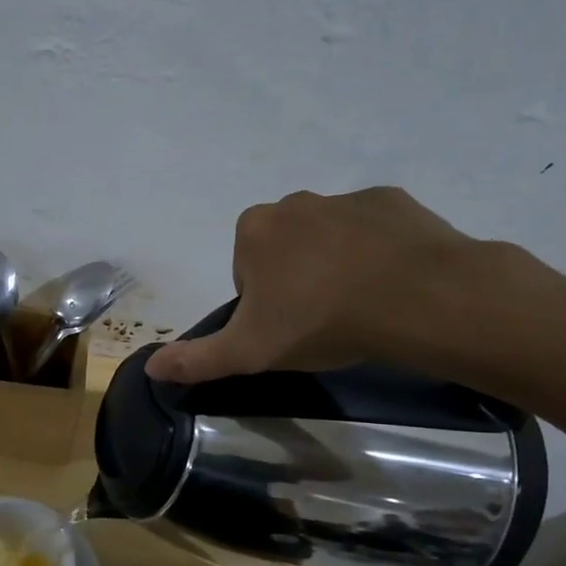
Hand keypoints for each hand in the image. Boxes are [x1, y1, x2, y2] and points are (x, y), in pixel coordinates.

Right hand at [145, 186, 519, 384]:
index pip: (246, 270)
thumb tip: (149, 367)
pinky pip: (374, 229)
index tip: (285, 328)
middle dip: (297, 279)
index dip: (262, 303)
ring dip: (336, 265)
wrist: (415, 298)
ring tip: (360, 305)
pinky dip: (377, 252)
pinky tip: (390, 284)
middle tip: (321, 319)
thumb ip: (196, 359)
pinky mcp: (393, 201)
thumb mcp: (247, 352)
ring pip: (329, 237)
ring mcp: (347, 197)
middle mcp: (295, 202)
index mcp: (255, 230)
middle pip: (285, 249)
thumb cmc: (319, 321)